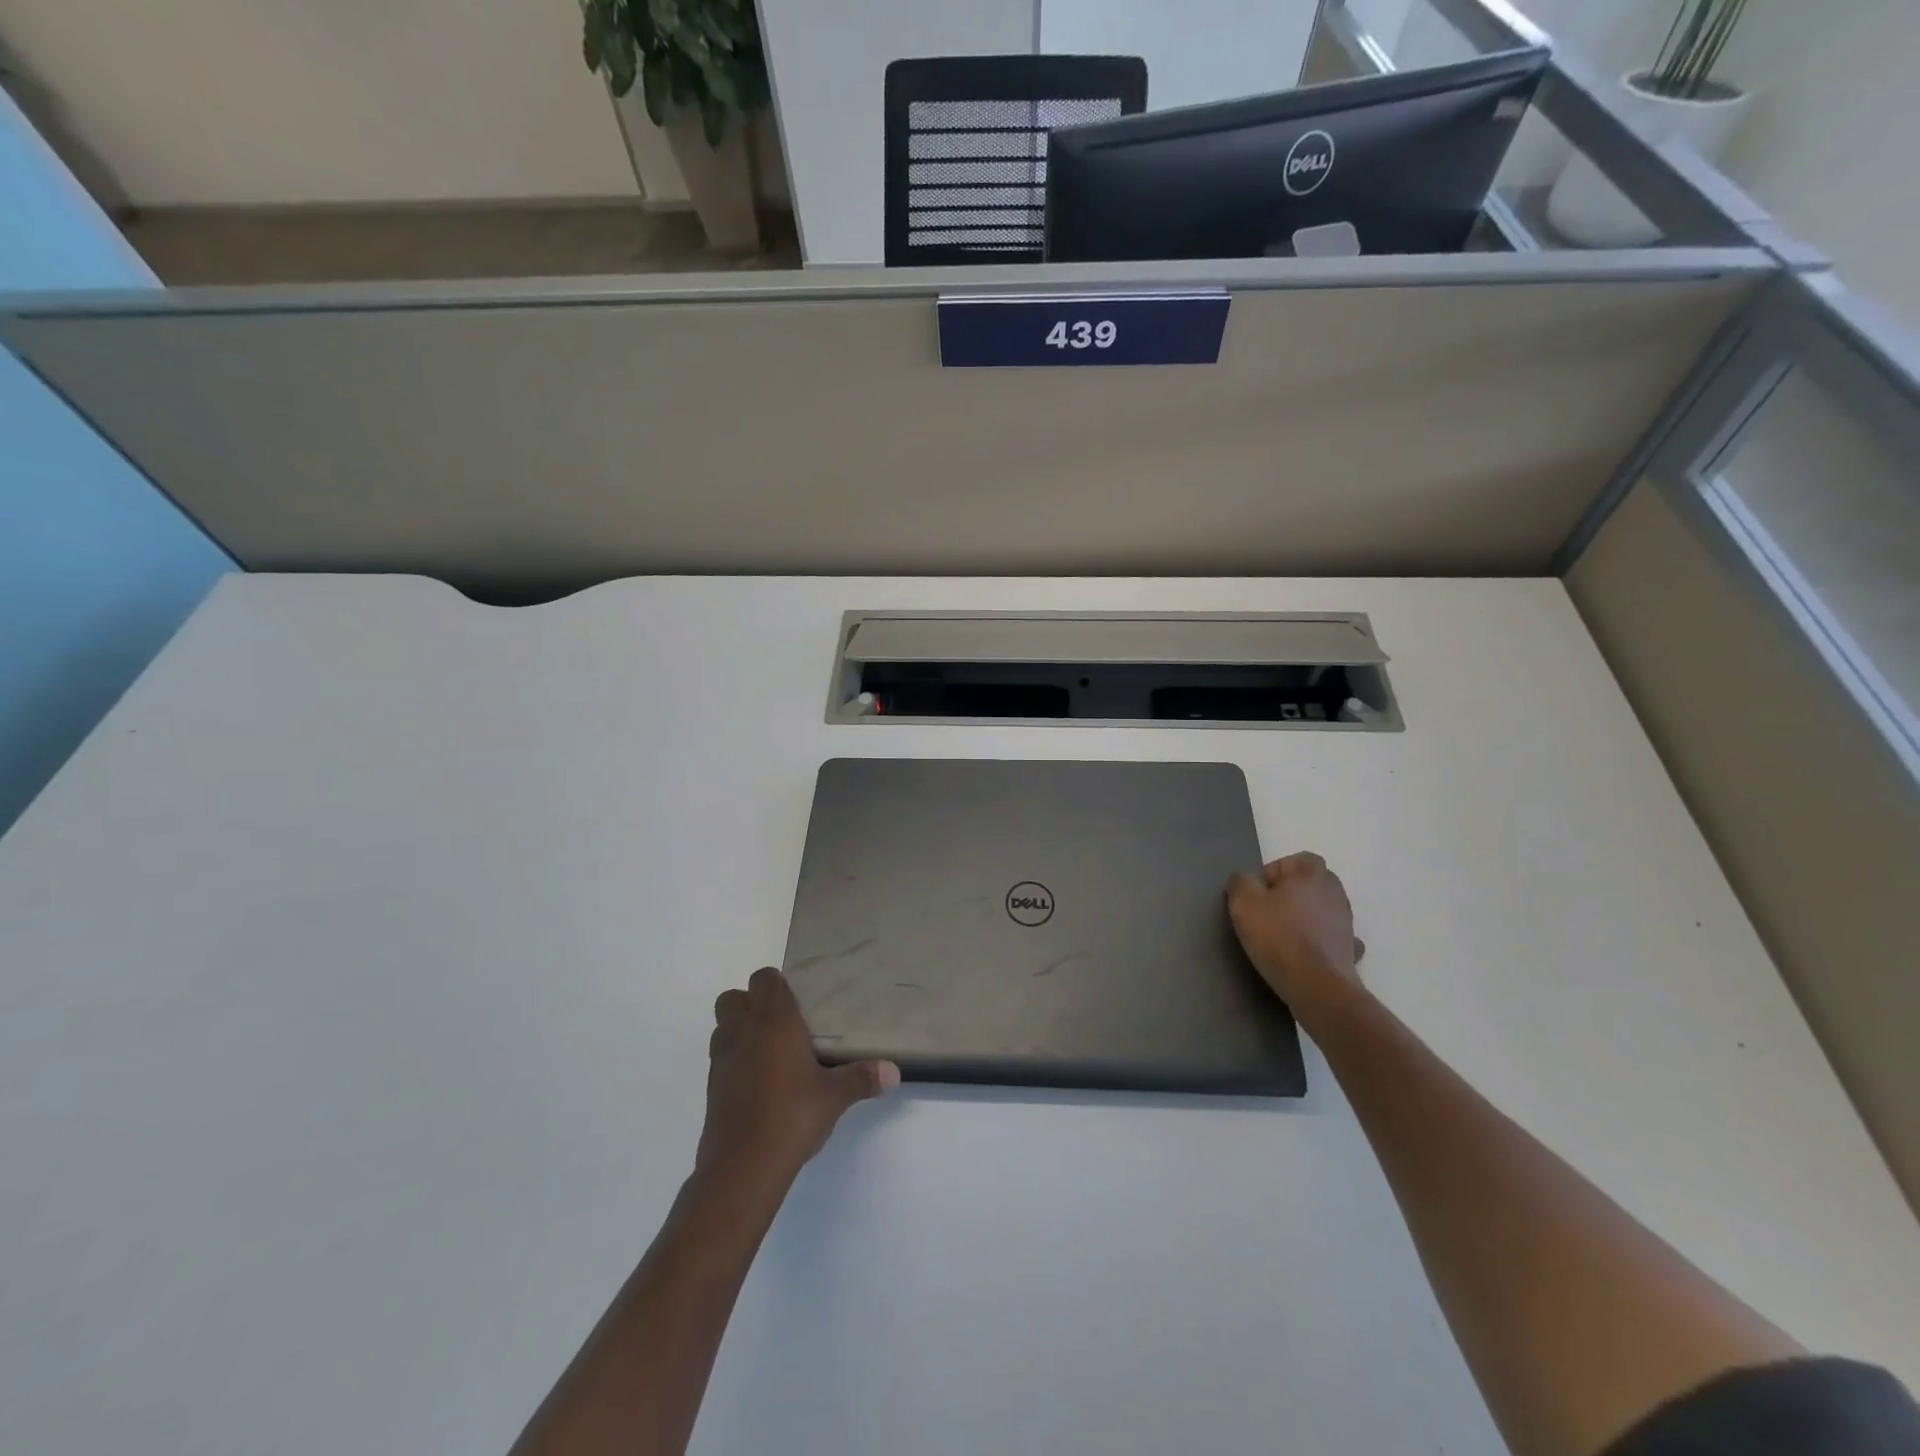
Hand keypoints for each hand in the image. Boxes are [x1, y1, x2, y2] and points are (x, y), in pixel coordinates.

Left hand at [697, 967, 899, 1184]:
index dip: (777, 983)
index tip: (798, 1000)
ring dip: (739, 1029)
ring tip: (768, 1051)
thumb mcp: (835, 1097)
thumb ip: (862, 1078)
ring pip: (723, 1026)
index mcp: (773, 1021)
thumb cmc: (791, 1116)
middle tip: (780, 1023)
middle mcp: (742, 1032)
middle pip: (734, 997)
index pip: (764, 979)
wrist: (742, 1167)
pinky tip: (758, 1082)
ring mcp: (722, 1060)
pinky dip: (735, 1060)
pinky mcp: (711, 1088)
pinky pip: (720, 1058)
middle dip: (751, 1002)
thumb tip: (894, 1072)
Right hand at [1226, 852, 1366, 1018]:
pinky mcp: (1350, 950)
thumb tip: (1246, 881)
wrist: (1317, 986)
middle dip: (1291, 894)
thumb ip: (1240, 882)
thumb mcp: (1243, 902)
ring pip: (1323, 910)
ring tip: (1283, 937)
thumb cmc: (1278, 937)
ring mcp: (1346, 922)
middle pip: (1311, 883)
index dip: (1274, 873)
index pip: (1296, 860)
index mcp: (1311, 874)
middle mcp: (1334, 892)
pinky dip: (1321, 942)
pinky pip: (1333, 938)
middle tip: (1268, 913)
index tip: (1258, 895)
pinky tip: (1306, 954)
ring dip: (1306, 917)